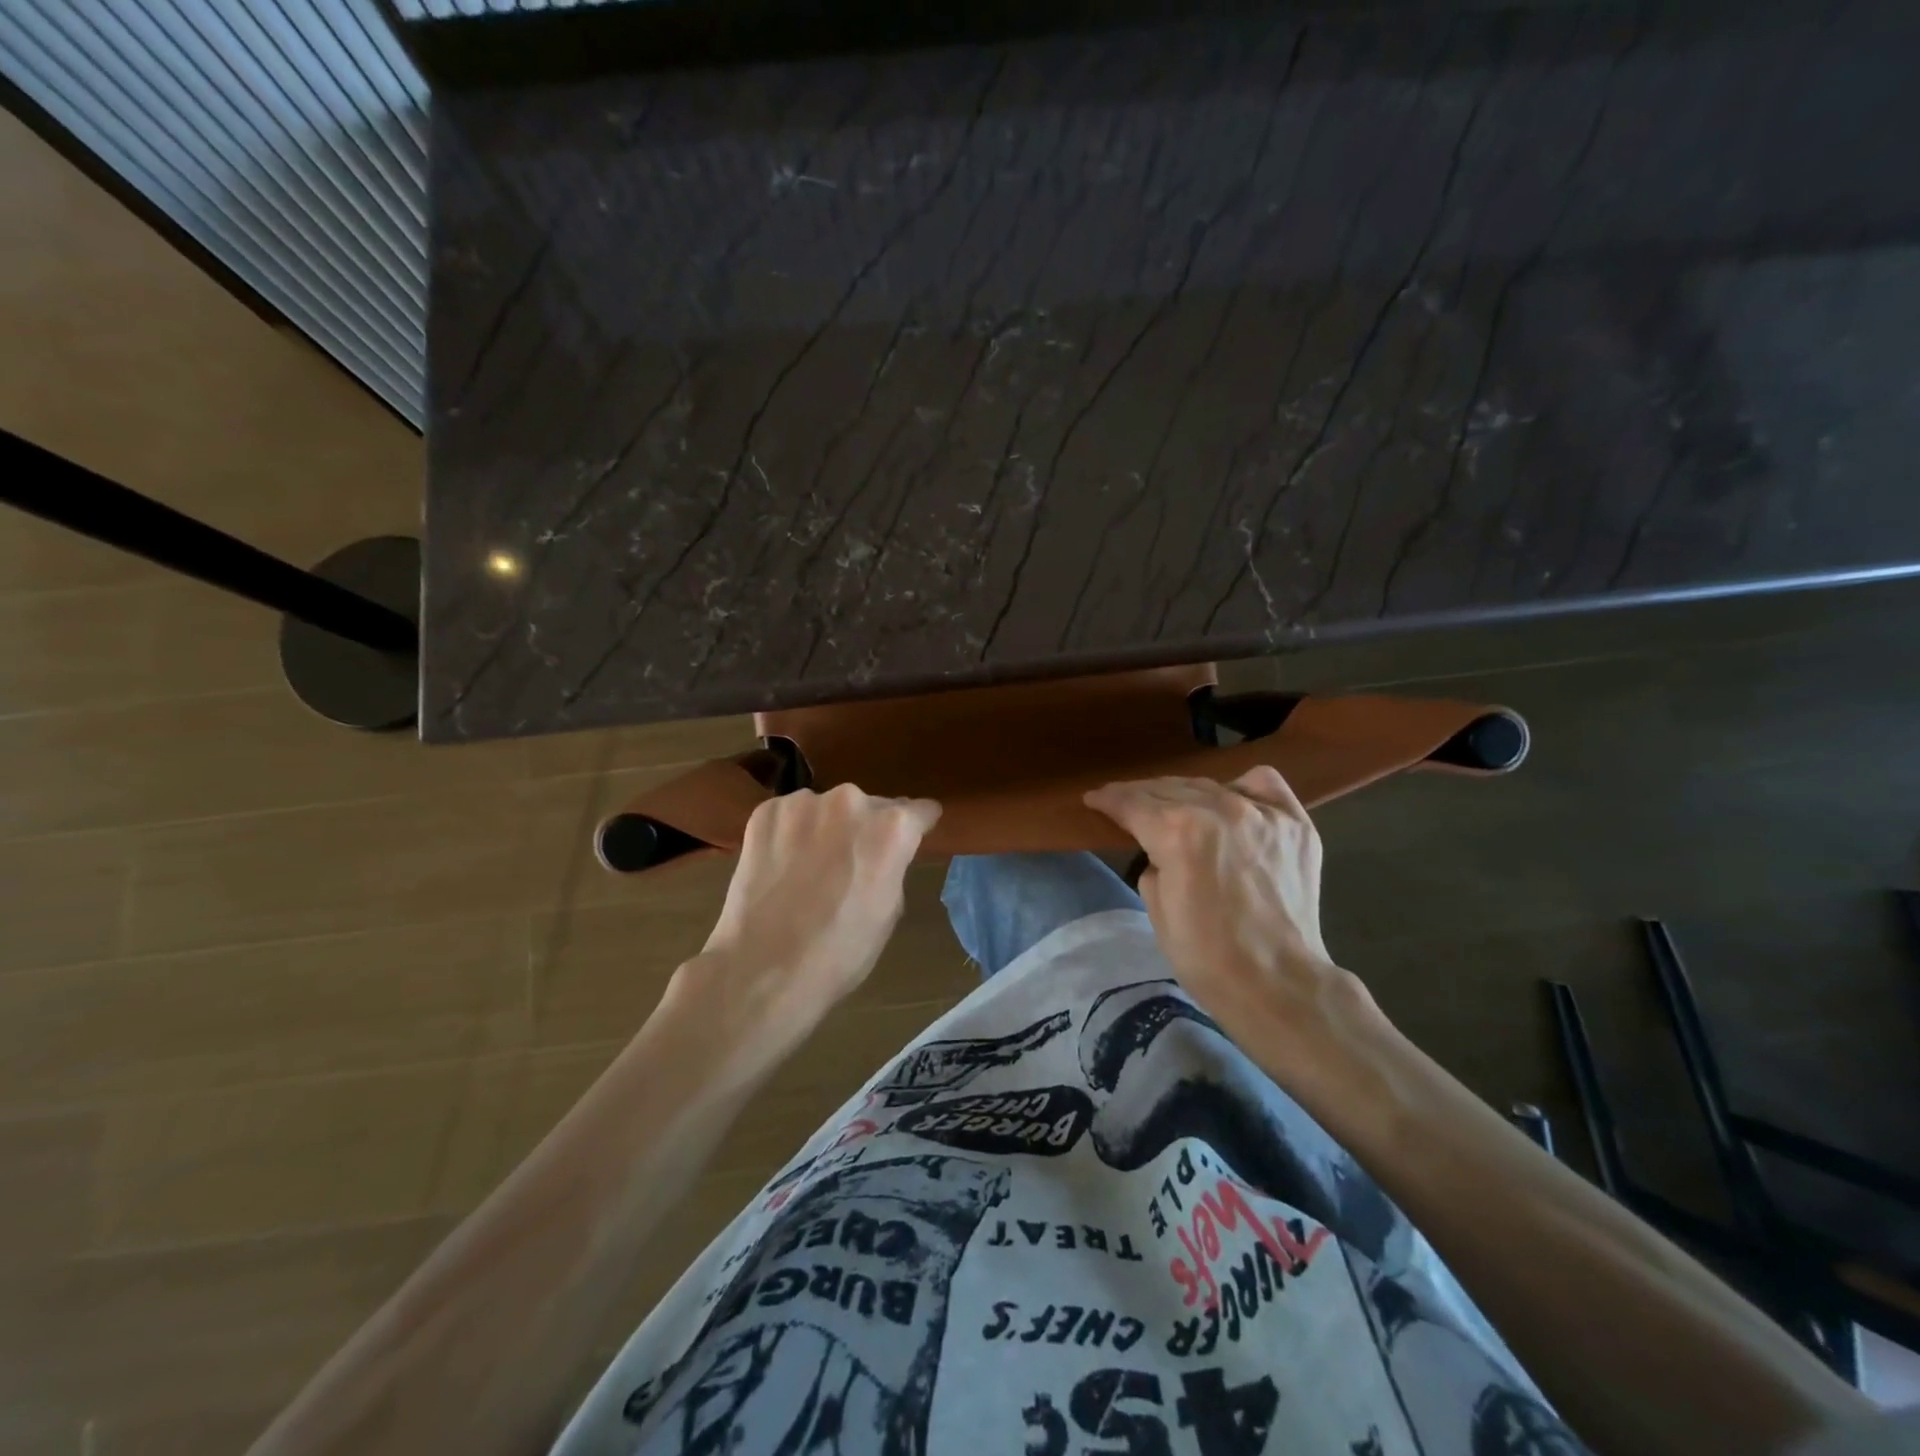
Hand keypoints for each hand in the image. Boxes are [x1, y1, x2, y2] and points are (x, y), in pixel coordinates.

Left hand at [664, 785, 941, 1062]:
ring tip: (810, 868)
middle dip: (866, 829)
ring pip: (827, 809)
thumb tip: (884, 853)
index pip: (920, 810)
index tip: (911, 838)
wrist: (762, 970)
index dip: (917, 826)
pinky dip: (790, 833)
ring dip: (826, 828)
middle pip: (871, 807)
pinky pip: (790, 815)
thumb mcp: (890, 910)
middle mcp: (851, 801)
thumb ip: (893, 865)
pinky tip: (781, 866)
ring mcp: (804, 803)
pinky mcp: (766, 812)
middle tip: (851, 865)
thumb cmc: (840, 952)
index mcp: (892, 827)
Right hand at [1083, 767, 1380, 1080]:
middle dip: (1141, 795)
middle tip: (1125, 803)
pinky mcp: (1295, 824)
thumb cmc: (1207, 957)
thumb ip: (1152, 864)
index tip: (1094, 799)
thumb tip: (1162, 851)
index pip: (1132, 803)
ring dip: (1184, 794)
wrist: (1278, 985)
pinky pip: (1263, 785)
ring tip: (1172, 805)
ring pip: (1210, 786)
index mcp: (1178, 831)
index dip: (1108, 799)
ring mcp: (1263, 813)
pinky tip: (1232, 803)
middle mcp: (1220, 809)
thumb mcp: (1158, 909)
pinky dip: (1241, 789)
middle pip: (1169, 789)